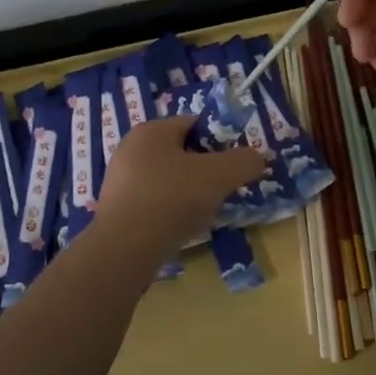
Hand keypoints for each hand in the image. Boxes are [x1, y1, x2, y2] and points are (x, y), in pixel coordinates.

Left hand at [96, 117, 267, 253]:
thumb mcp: (217, 176)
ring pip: (168, 179)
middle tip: (224, 189)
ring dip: (188, 192)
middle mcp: (131, 149)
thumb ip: (243, 162)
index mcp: (151, 130)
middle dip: (205, 169)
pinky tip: (181, 228)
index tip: (236, 164)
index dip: (220, 141)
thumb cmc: (170, 199)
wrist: (123, 250)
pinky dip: (171, 211)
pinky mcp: (117, 209)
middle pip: (181, 152)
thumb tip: (258, 157)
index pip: (194, 124)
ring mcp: (121, 180)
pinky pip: (154, 202)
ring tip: (206, 212)